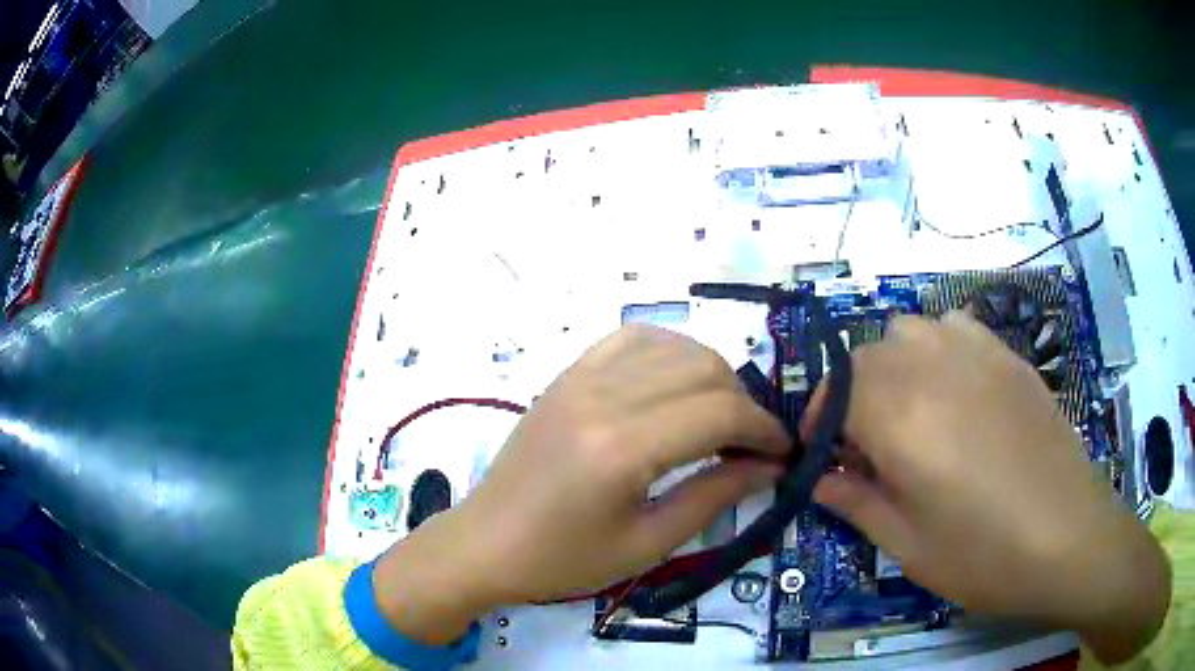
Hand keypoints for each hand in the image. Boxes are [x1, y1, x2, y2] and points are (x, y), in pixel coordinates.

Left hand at [374, 325, 789, 642]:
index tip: (782, 452)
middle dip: (744, 403)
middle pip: (704, 369)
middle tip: (750, 444)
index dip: (764, 428)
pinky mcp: (567, 374)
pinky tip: (675, 386)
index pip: (720, 410)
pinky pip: (632, 339)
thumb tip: (769, 467)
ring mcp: (580, 377)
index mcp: (621, 447)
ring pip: (674, 345)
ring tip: (717, 418)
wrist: (485, 543)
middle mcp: (603, 396)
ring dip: (711, 375)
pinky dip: (669, 352)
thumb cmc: (562, 561)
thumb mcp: (647, 544)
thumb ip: (714, 497)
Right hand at [805, 312, 1169, 662]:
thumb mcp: (907, 546)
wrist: (1069, 538)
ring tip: (909, 414)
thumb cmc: (984, 555)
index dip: (816, 422)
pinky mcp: (1008, 356)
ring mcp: (978, 353)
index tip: (820, 456)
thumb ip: (855, 502)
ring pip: (909, 329)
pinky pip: (954, 327)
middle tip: (865, 447)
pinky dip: (937, 348)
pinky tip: (954, 390)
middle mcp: (934, 367)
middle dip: (849, 396)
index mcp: (903, 416)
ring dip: (892, 365)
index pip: (833, 392)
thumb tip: (816, 479)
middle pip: (867, 355)